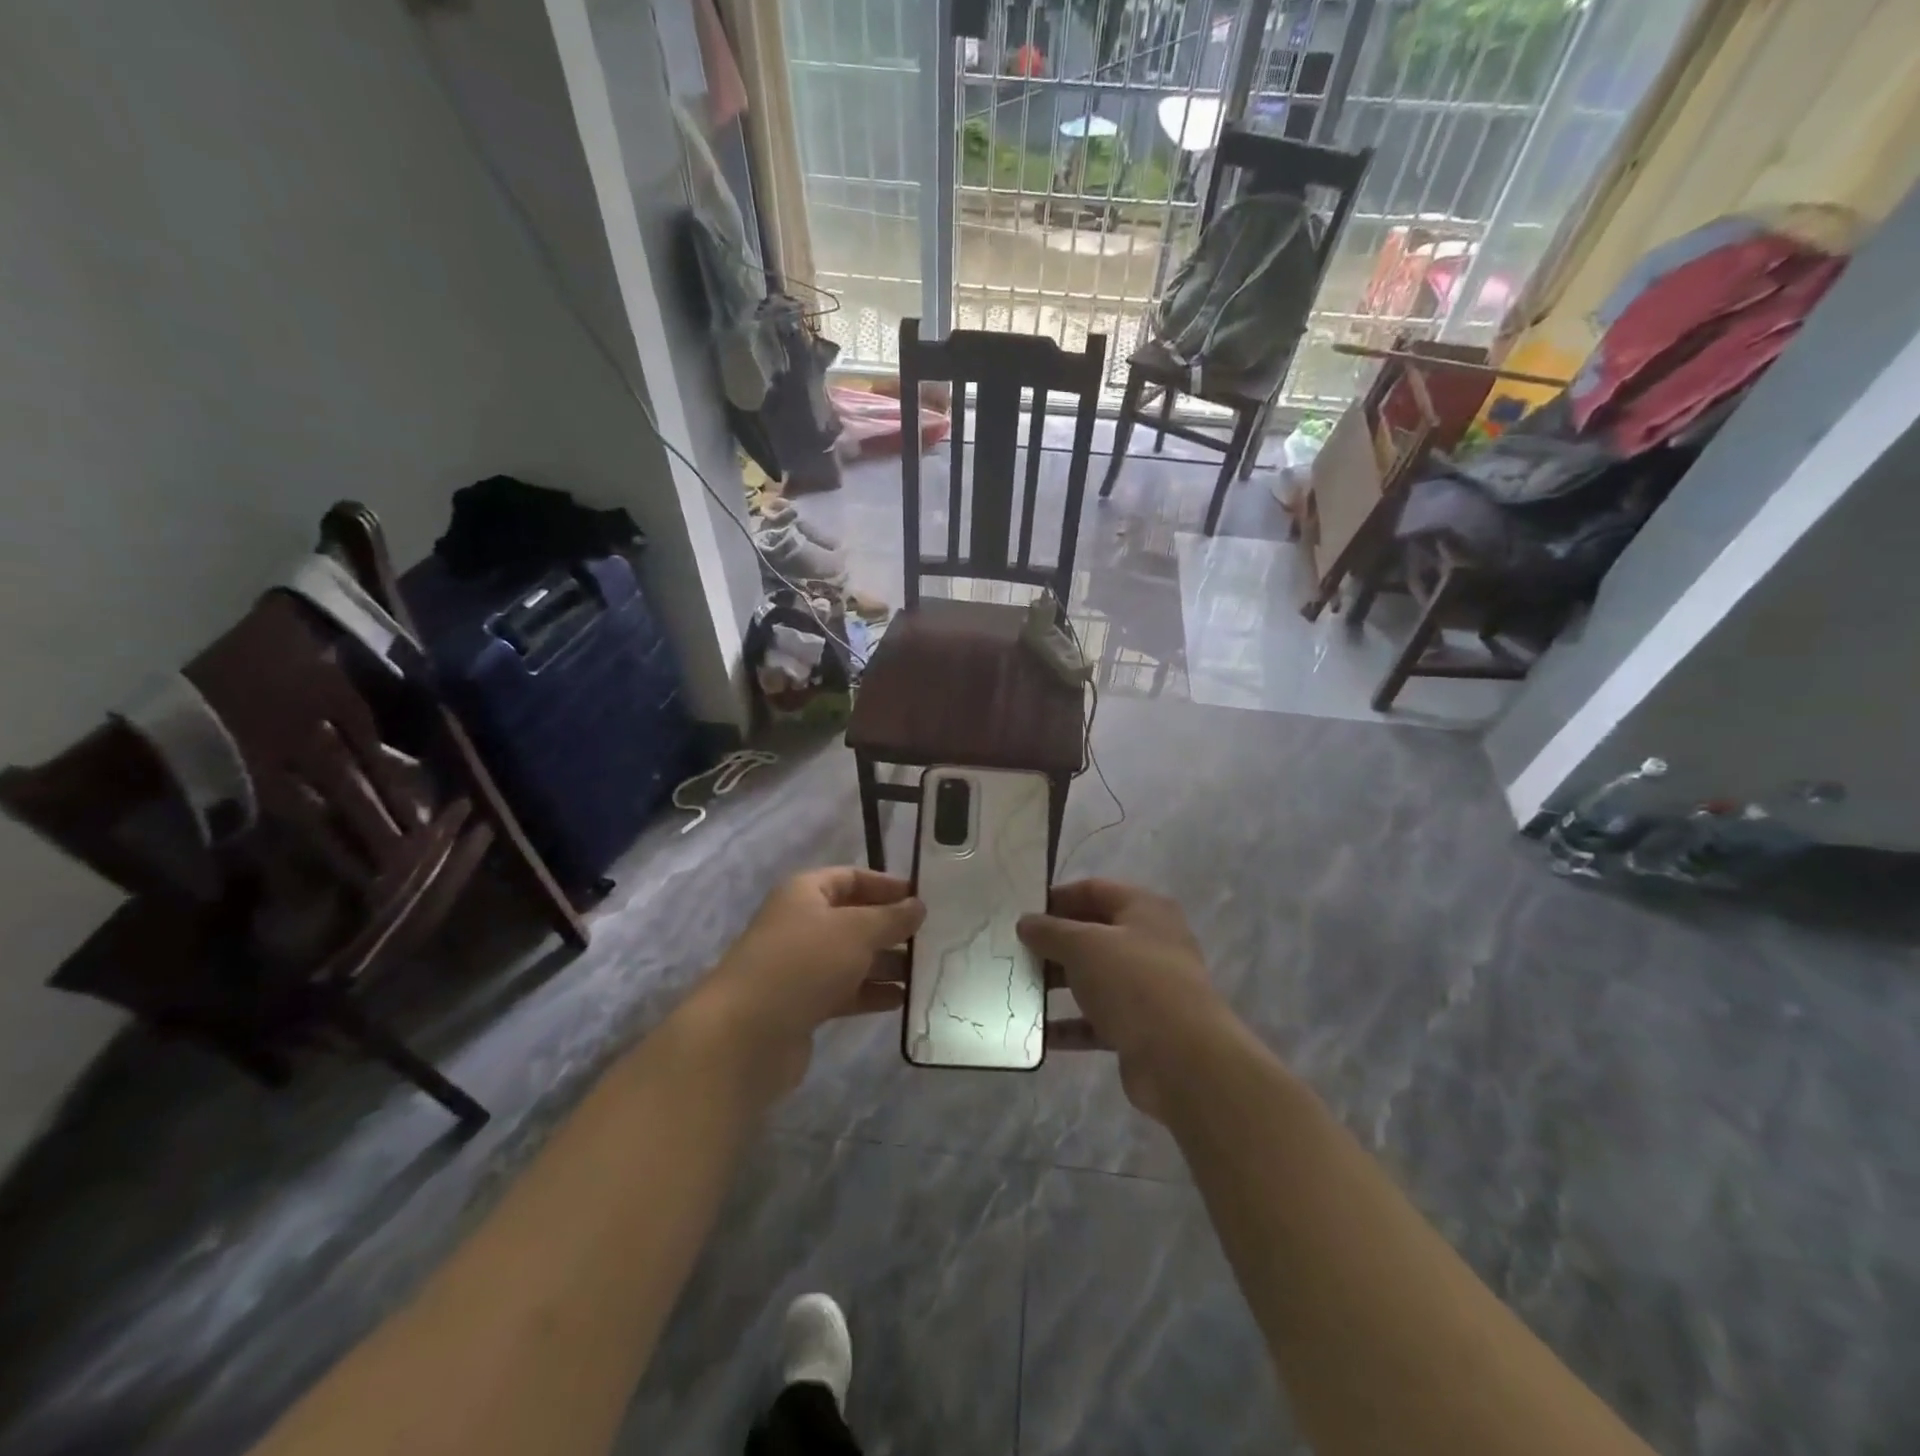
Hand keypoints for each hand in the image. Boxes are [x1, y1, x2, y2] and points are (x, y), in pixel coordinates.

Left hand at [691, 866, 923, 1101]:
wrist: (746, 1035)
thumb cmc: (803, 964)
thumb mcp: (856, 931)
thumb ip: (891, 917)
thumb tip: (918, 906)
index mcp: (806, 893)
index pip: (852, 877)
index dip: (887, 885)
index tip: (923, 899)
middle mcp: (801, 923)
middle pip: (854, 918)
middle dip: (891, 928)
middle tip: (933, 937)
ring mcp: (801, 966)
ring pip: (853, 957)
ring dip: (887, 963)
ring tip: (926, 971)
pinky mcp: (804, 1004)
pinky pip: (846, 990)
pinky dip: (872, 993)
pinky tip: (903, 1000)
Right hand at [1018, 879, 1232, 1120]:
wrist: (1182, 1059)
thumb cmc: (1133, 981)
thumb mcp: (1084, 945)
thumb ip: (1050, 930)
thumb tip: (1026, 922)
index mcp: (1144, 909)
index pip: (1094, 890)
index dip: (1057, 897)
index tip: (1021, 911)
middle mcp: (1150, 943)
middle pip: (1093, 933)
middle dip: (1053, 942)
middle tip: (1013, 950)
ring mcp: (1147, 987)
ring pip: (1093, 978)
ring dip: (1057, 983)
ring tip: (1017, 987)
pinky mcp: (1140, 1028)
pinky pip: (1096, 1020)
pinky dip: (1069, 1024)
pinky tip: (1036, 1030)